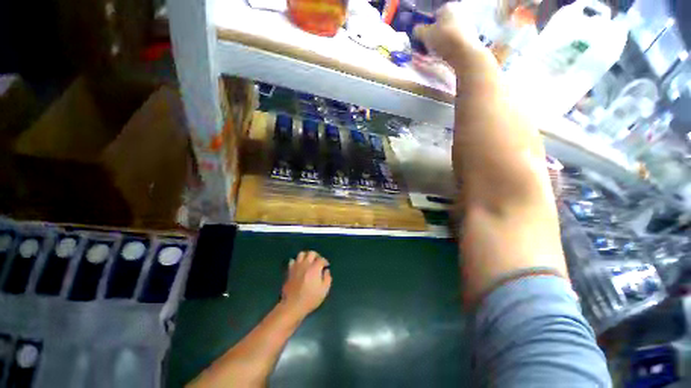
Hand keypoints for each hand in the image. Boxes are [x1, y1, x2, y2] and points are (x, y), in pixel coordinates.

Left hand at [280, 251, 331, 317]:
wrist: (292, 305)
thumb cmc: (310, 299)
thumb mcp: (324, 290)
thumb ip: (327, 278)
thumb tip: (326, 271)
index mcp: (315, 268)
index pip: (321, 259)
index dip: (325, 261)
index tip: (326, 266)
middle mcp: (306, 264)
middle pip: (311, 253)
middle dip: (316, 256)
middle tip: (318, 262)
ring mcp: (296, 266)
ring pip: (301, 254)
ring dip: (306, 256)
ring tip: (308, 262)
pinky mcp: (289, 271)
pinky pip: (292, 261)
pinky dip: (297, 262)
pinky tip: (299, 267)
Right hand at [413, 3, 494, 69]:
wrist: (464, 53)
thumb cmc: (444, 39)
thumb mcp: (425, 35)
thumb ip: (418, 31)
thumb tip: (416, 30)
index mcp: (448, 7)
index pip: (433, 17)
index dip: (425, 29)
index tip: (421, 40)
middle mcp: (459, 13)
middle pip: (440, 28)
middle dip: (431, 39)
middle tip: (424, 50)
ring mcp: (465, 26)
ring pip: (445, 37)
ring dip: (437, 47)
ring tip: (430, 58)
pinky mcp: (468, 39)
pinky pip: (452, 45)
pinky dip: (445, 51)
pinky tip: (440, 59)